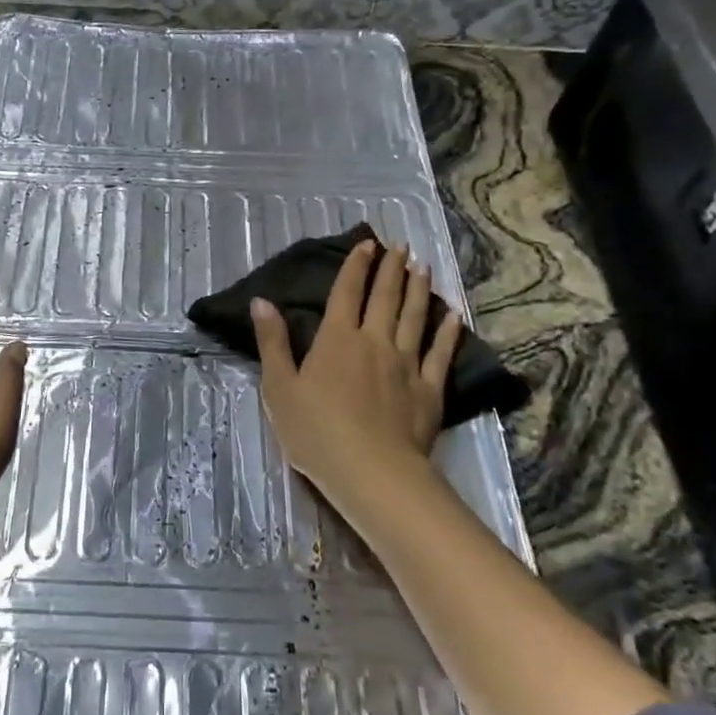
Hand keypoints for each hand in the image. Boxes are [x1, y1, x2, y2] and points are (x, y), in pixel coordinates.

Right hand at [251, 239, 460, 517]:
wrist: (372, 471)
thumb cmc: (316, 432)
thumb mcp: (280, 388)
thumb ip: (273, 343)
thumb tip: (262, 302)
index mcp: (337, 339)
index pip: (347, 292)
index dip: (356, 266)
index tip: (367, 243)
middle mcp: (375, 342)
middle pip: (385, 298)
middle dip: (391, 269)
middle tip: (400, 246)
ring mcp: (406, 364)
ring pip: (414, 318)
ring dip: (419, 290)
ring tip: (423, 267)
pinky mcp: (429, 390)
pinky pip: (440, 354)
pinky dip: (447, 333)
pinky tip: (453, 316)